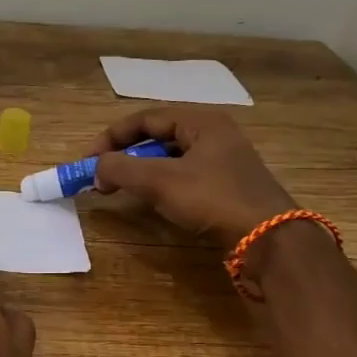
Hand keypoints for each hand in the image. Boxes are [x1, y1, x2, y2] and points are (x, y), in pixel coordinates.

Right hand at [92, 107, 295, 242]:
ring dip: (141, 170)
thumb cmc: (213, 199)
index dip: (111, 137)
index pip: (144, 118)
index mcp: (201, 121)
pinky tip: (151, 200)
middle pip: (157, 136)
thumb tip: (95, 167)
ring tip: (121, 189)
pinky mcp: (226, 185)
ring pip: (170, 157)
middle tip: (102, 176)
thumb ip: (121, 168)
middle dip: (125, 154)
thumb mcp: (160, 181)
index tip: (88, 161)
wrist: (269, 238)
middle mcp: (213, 133)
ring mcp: (223, 160)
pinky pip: (183, 175)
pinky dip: (160, 183)